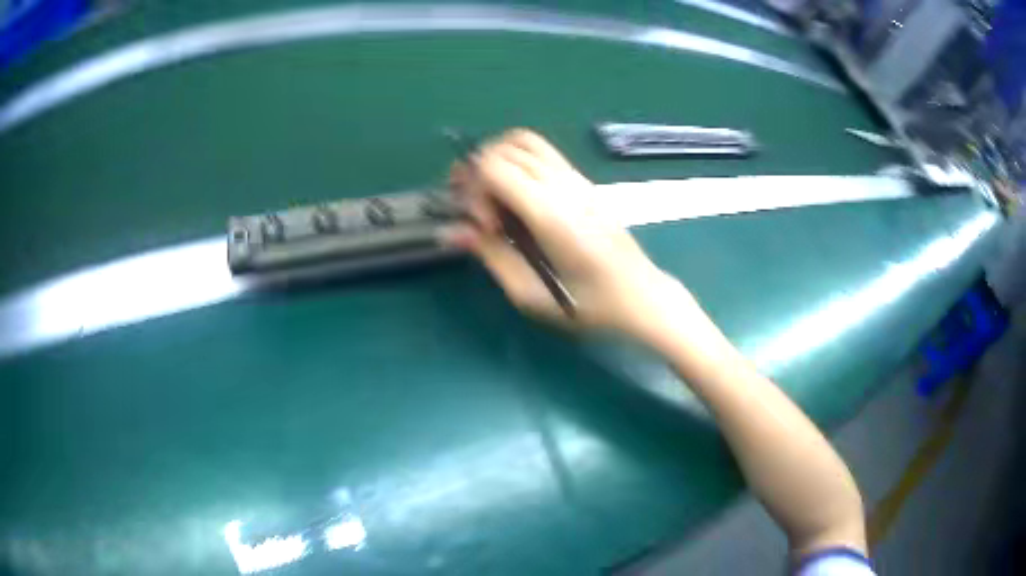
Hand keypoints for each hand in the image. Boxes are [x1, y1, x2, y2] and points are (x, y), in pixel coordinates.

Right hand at [445, 129, 698, 339]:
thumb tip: (455, 230)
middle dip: (478, 172)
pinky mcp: (583, 181)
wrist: (640, 295)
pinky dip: (517, 160)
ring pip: (524, 140)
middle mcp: (563, 184)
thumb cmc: (589, 305)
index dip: (474, 190)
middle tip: (478, 210)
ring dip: (497, 158)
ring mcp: (577, 178)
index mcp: (550, 213)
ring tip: (490, 193)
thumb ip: (491, 256)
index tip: (485, 226)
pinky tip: (517, 194)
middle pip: (504, 147)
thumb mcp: (531, 295)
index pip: (494, 166)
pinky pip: (542, 152)